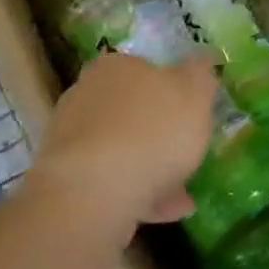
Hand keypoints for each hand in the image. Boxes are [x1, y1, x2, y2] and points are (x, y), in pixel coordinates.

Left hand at [27, 51, 216, 240]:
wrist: (94, 192)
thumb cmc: (153, 130)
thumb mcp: (194, 93)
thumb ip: (200, 74)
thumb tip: (202, 57)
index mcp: (116, 66)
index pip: (146, 68)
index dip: (171, 90)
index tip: (191, 113)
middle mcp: (87, 94)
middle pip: (132, 110)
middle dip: (160, 132)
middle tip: (188, 152)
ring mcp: (72, 138)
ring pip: (122, 148)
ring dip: (151, 167)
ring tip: (184, 194)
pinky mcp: (67, 178)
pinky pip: (111, 180)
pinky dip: (137, 192)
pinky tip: (165, 210)